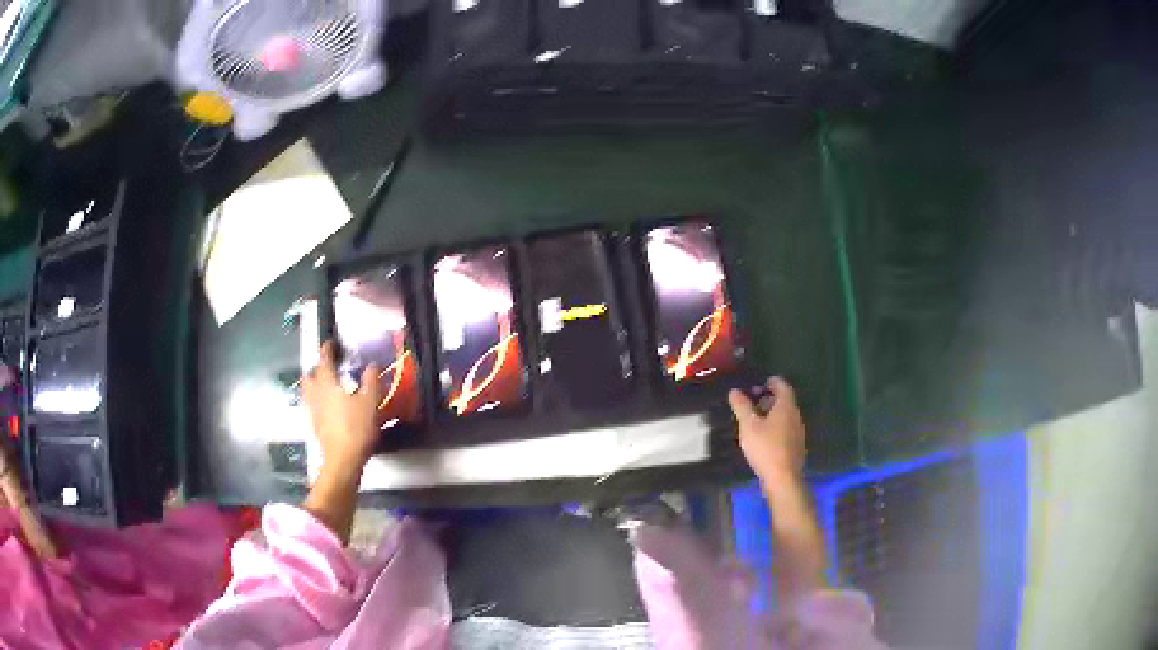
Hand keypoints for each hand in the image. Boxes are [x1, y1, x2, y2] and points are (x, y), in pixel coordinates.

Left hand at [302, 341, 383, 472]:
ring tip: (327, 386)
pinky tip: (329, 407)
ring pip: (309, 390)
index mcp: (327, 382)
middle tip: (330, 367)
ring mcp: (312, 410)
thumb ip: (371, 380)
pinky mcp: (314, 425)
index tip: (331, 343)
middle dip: (318, 368)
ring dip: (315, 384)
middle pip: (311, 374)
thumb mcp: (371, 401)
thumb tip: (372, 364)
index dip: (328, 349)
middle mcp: (315, 393)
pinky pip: (312, 405)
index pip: (324, 359)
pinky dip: (318, 401)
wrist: (343, 459)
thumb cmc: (356, 427)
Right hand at [728, 377, 806, 488]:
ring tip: (754, 420)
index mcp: (786, 406)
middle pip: (784, 400)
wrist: (783, 478)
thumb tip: (735, 391)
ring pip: (784, 415)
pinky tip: (763, 437)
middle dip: (768, 398)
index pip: (782, 385)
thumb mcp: (748, 426)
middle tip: (751, 402)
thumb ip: (742, 407)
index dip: (769, 382)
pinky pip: (785, 427)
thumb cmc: (765, 448)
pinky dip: (775, 426)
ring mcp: (797, 431)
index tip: (756, 385)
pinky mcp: (796, 445)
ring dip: (771, 413)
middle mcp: (795, 415)